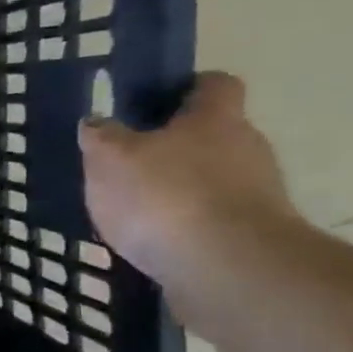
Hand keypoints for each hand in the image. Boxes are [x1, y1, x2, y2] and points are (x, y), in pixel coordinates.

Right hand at [80, 72, 298, 295]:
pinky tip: (156, 242)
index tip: (158, 100)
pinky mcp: (252, 236)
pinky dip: (187, 225)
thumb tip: (96, 122)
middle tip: (132, 163)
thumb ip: (101, 137)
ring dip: (181, 189)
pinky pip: (213, 219)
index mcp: (215, 119)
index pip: (214, 85)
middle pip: (214, 135)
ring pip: (214, 179)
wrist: (226, 266)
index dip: (189, 87)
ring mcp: (256, 194)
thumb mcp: (111, 159)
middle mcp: (246, 147)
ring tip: (138, 211)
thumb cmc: (164, 196)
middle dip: (178, 146)